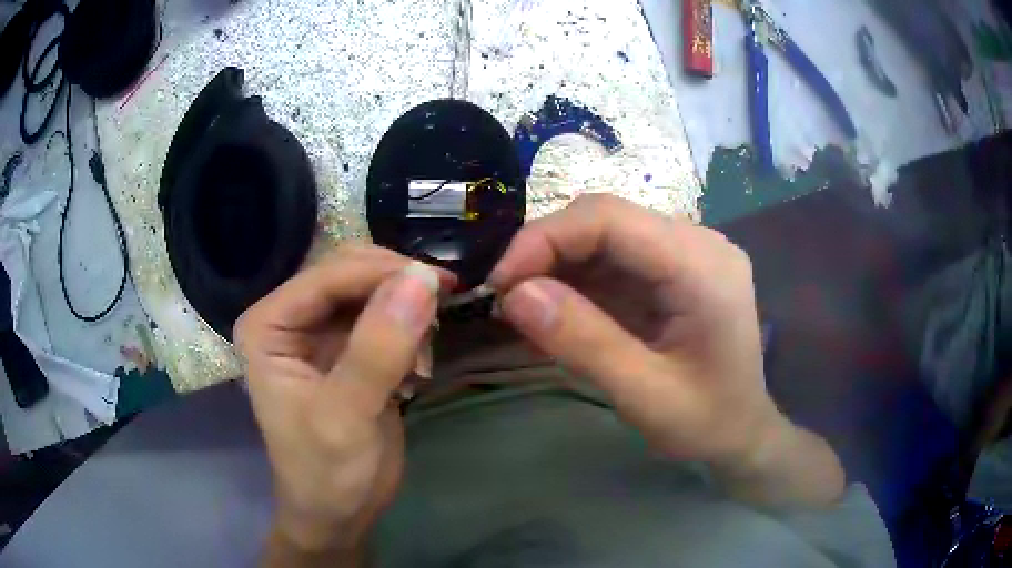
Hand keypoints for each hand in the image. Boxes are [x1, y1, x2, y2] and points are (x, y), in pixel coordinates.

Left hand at [234, 245, 452, 559]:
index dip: (382, 273)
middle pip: (348, 271)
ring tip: (427, 346)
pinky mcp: (347, 347)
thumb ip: (377, 349)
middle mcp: (289, 317)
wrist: (338, 513)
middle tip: (442, 306)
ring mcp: (319, 331)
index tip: (440, 284)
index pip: (327, 276)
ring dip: (405, 306)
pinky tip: (420, 362)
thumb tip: (422, 279)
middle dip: (396, 284)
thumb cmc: (326, 473)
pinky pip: (383, 314)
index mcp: (268, 325)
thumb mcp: (346, 417)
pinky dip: (409, 327)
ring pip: (370, 288)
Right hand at [489, 195, 843, 505]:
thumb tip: (513, 294)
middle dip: (546, 252)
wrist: (743, 434)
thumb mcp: (645, 396)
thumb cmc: (706, 423)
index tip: (499, 282)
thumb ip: (583, 343)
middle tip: (505, 299)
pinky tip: (555, 311)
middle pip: (604, 220)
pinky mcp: (673, 269)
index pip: (610, 218)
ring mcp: (686, 253)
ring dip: (556, 266)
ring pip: (603, 236)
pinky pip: (613, 259)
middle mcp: (697, 243)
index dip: (544, 238)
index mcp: (702, 265)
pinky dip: (576, 281)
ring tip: (523, 308)